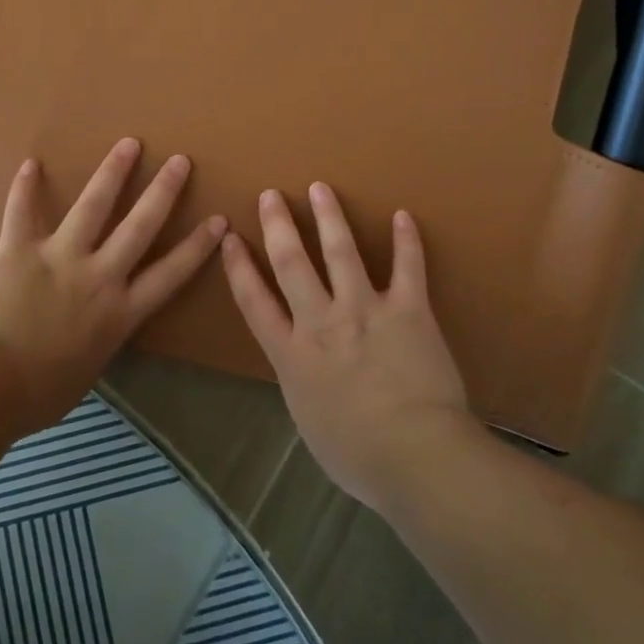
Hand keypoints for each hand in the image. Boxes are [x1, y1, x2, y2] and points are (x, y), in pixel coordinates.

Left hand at [0, 138, 226, 431]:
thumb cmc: (40, 394)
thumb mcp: (89, 370)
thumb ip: (100, 340)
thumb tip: (95, 330)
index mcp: (120, 312)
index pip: (171, 273)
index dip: (197, 246)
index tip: (218, 220)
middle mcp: (98, 276)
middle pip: (139, 226)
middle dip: (163, 192)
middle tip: (180, 161)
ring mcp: (59, 258)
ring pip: (93, 206)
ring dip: (112, 172)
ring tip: (128, 144)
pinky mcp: (19, 250)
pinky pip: (21, 212)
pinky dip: (24, 188)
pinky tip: (31, 163)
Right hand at [221, 183, 477, 510]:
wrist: (413, 455)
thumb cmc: (356, 455)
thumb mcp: (308, 421)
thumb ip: (302, 384)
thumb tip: (305, 368)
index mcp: (291, 354)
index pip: (254, 300)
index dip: (238, 266)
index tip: (230, 237)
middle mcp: (321, 321)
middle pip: (291, 262)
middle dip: (278, 225)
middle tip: (271, 195)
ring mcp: (365, 310)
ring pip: (341, 251)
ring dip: (329, 217)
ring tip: (320, 188)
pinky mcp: (409, 309)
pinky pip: (408, 267)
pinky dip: (407, 240)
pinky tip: (405, 216)